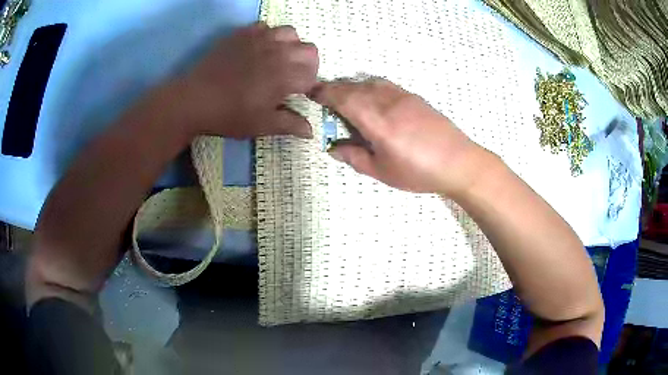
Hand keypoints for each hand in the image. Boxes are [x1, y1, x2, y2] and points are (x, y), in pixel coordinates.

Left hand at [177, 23, 318, 138]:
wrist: (194, 99)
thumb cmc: (229, 115)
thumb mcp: (261, 125)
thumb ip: (289, 124)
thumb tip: (311, 131)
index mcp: (285, 76)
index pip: (312, 76)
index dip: (310, 87)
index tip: (300, 95)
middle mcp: (278, 52)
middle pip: (310, 50)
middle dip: (308, 64)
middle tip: (293, 77)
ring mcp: (260, 39)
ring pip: (290, 33)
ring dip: (291, 46)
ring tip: (278, 59)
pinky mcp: (243, 34)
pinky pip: (265, 26)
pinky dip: (268, 35)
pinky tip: (258, 48)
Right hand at [310, 78, 488, 196]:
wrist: (458, 162)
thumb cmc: (418, 171)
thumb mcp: (382, 171)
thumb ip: (354, 157)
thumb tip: (332, 148)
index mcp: (376, 120)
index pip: (342, 98)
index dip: (324, 93)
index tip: (311, 94)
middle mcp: (387, 102)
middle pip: (353, 87)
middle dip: (335, 89)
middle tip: (325, 98)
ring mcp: (402, 96)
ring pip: (369, 83)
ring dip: (352, 87)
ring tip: (347, 99)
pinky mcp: (414, 97)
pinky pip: (385, 85)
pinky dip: (370, 87)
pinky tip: (372, 99)